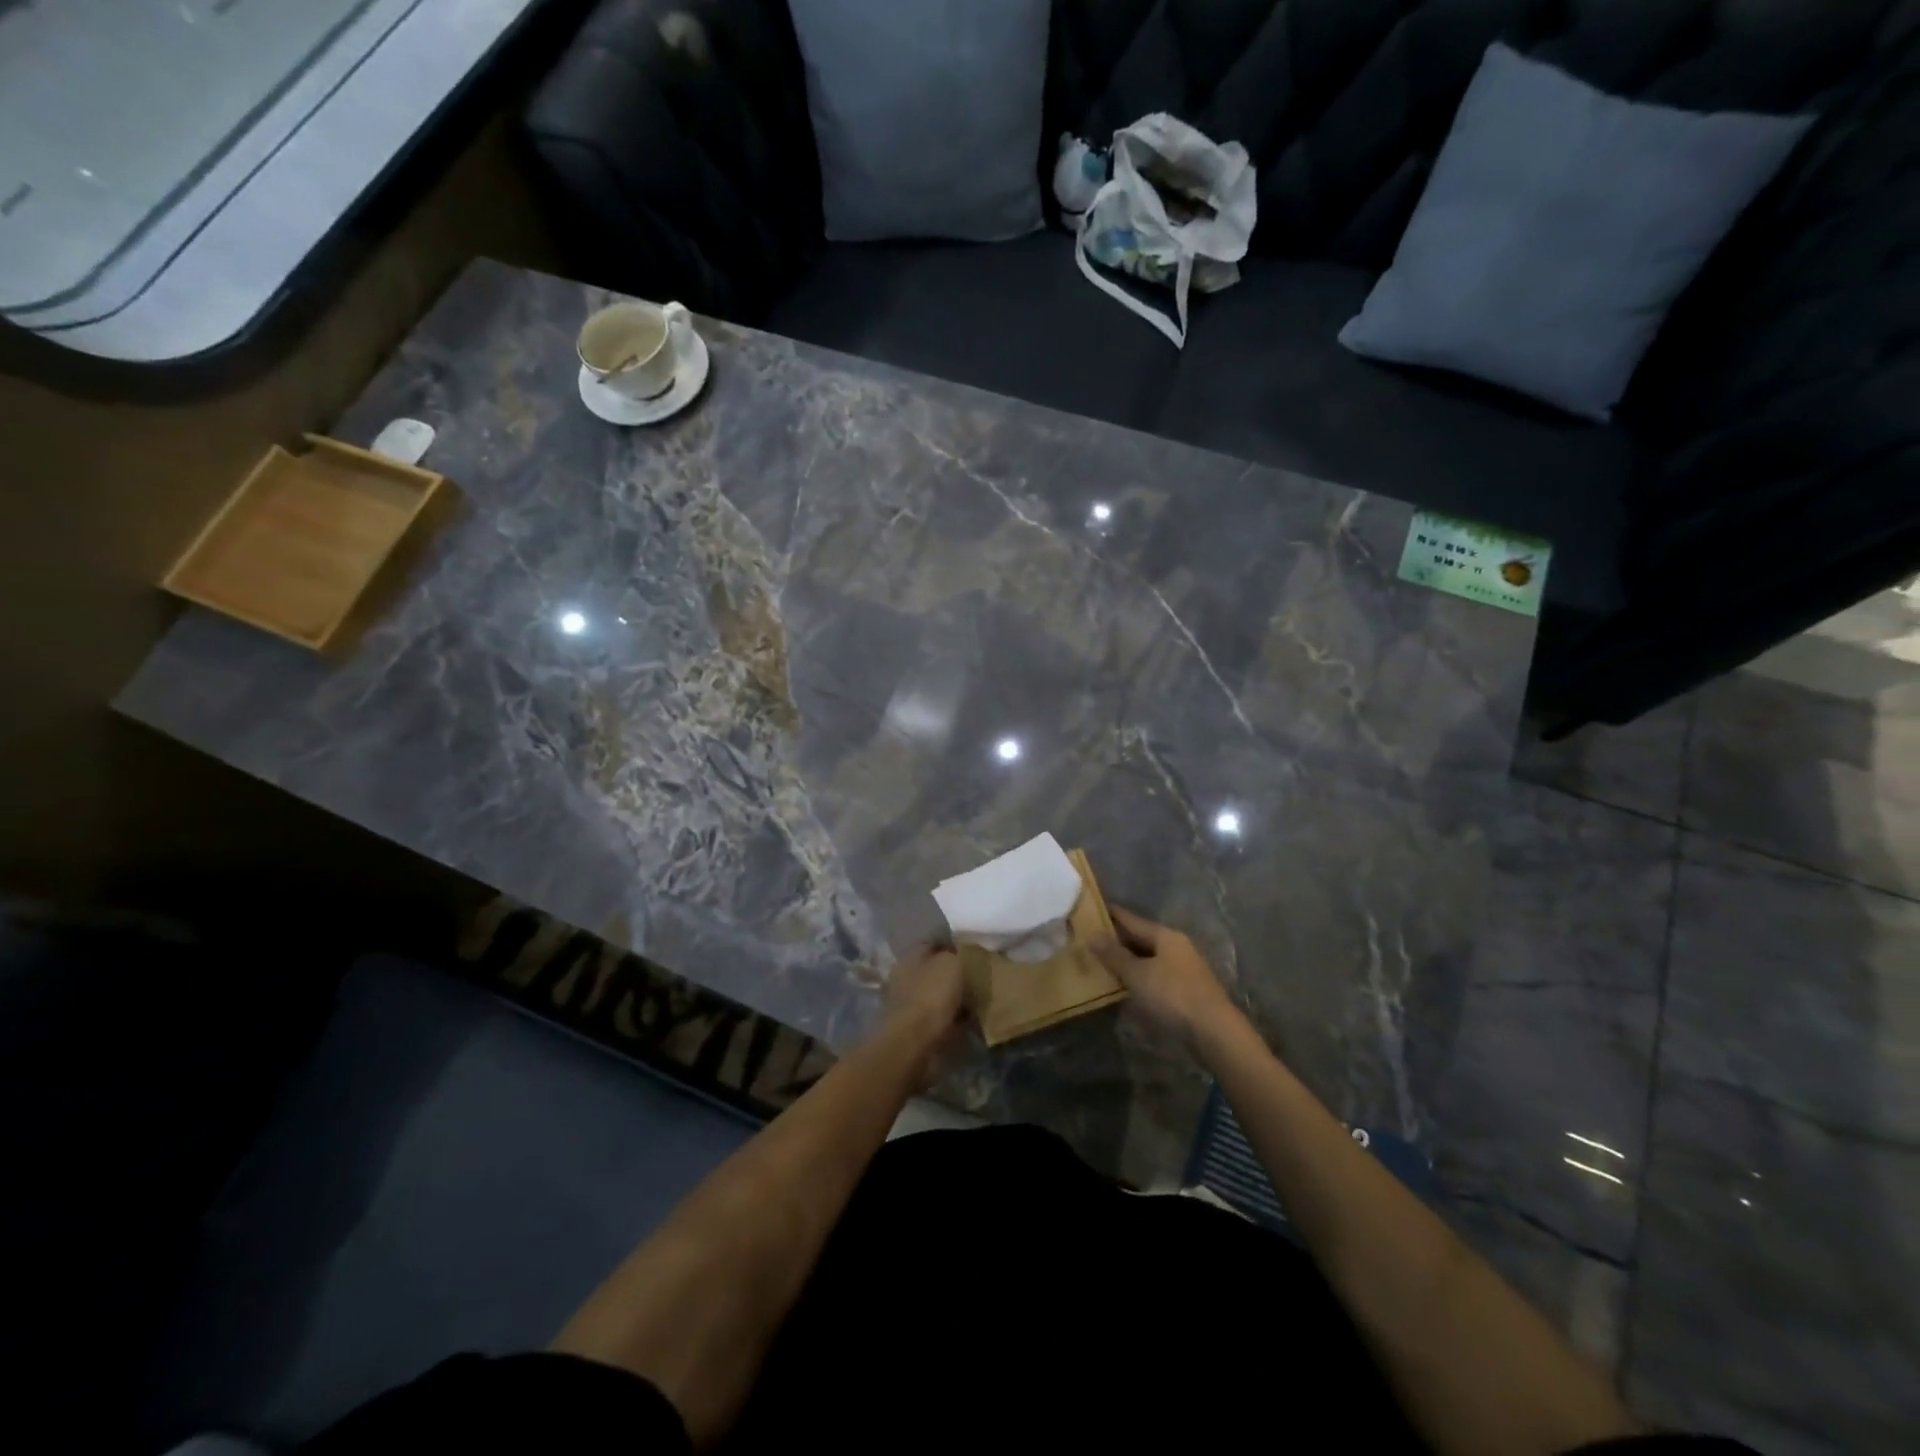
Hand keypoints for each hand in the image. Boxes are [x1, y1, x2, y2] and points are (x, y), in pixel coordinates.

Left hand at [880, 945, 968, 1077]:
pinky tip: (968, 1022)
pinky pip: (939, 1019)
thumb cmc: (932, 996)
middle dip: (955, 976)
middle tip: (979, 979)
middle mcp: (906, 978)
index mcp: (911, 958)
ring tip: (978, 1002)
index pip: (933, 945)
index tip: (974, 954)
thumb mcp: (951, 964)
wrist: (914, 1043)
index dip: (954, 947)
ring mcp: (909, 1006)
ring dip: (954, 1000)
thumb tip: (960, 958)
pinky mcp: (915, 1030)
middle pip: (935, 972)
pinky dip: (952, 1020)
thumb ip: (957, 956)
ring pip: (937, 996)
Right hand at [1092, 906, 1238, 1045]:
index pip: (1132, 919)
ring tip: (1101, 963)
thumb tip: (1092, 934)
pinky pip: (1155, 976)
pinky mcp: (1186, 990)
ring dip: (1128, 961)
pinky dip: (1139, 977)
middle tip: (1089, 940)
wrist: (1214, 1031)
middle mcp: (1176, 947)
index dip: (1111, 914)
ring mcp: (1183, 969)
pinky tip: (1125, 986)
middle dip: (1117, 940)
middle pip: (1141, 938)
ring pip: (1148, 958)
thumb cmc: (1173, 995)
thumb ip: (1114, 955)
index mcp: (1165, 936)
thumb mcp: (1137, 974)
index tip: (1090, 909)